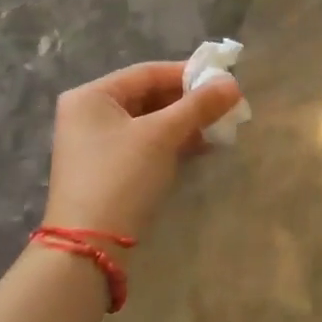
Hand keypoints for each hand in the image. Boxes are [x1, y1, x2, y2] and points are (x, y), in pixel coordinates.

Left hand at [44, 61, 242, 239]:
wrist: (90, 248)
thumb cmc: (122, 177)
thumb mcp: (163, 135)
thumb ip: (199, 106)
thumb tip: (233, 84)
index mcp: (92, 95)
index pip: (147, 73)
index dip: (187, 74)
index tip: (223, 81)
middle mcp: (88, 114)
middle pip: (148, 96)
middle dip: (188, 102)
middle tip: (224, 106)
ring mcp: (94, 144)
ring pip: (148, 122)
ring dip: (183, 124)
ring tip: (218, 128)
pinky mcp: (105, 170)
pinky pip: (143, 144)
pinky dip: (170, 143)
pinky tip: (200, 147)